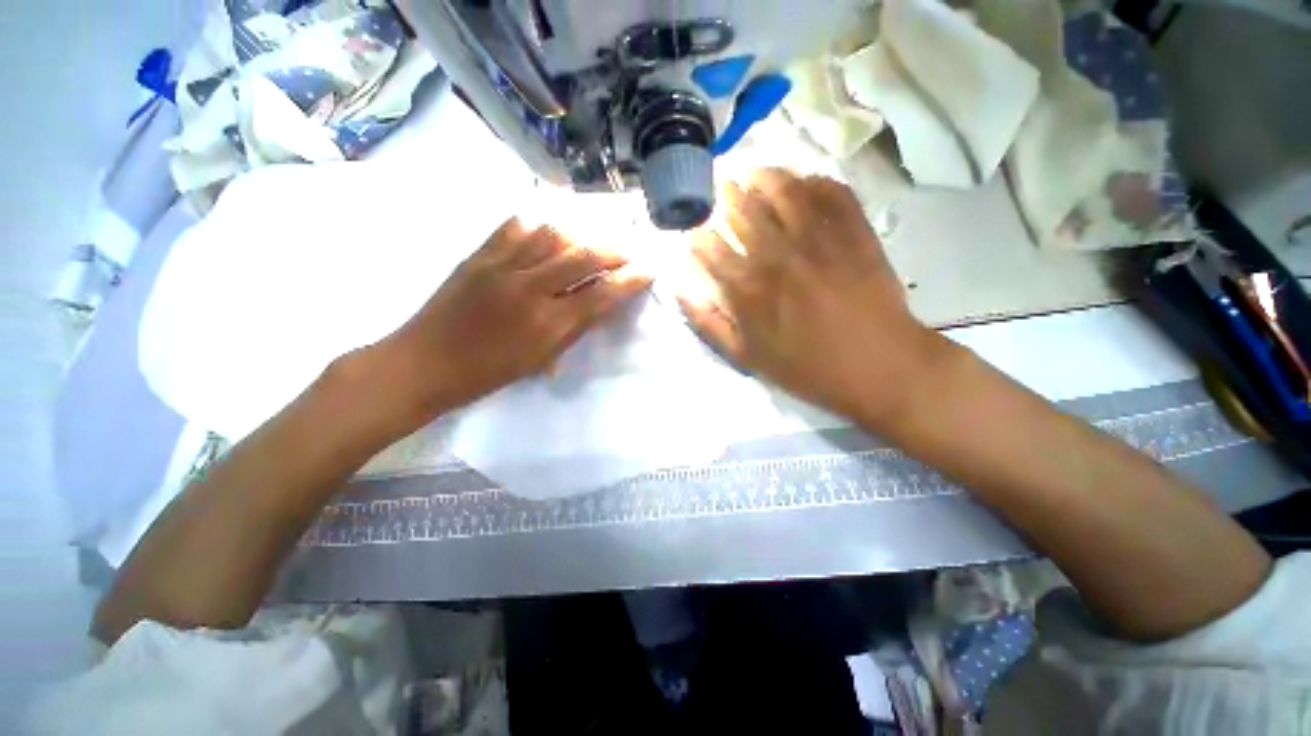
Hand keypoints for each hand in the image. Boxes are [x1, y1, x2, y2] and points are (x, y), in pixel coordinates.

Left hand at [368, 217, 651, 427]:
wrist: (424, 363)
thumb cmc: (487, 373)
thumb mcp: (540, 359)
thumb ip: (573, 329)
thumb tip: (599, 305)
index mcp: (546, 325)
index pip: (601, 294)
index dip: (630, 280)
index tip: (648, 270)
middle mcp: (529, 289)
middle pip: (583, 256)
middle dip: (613, 251)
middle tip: (626, 254)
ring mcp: (501, 266)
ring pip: (552, 234)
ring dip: (581, 235)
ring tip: (591, 243)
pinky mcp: (478, 254)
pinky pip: (515, 226)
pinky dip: (539, 226)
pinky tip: (549, 234)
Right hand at [678, 168, 948, 426]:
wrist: (878, 366)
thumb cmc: (807, 368)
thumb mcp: (746, 358)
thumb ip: (708, 322)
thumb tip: (680, 290)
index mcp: (747, 288)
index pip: (710, 246)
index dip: (698, 234)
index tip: (696, 231)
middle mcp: (776, 254)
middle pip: (743, 209)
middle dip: (726, 195)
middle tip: (722, 188)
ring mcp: (818, 238)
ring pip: (784, 190)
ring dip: (765, 175)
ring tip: (755, 172)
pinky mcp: (855, 231)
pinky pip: (833, 192)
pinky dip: (816, 180)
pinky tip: (804, 180)